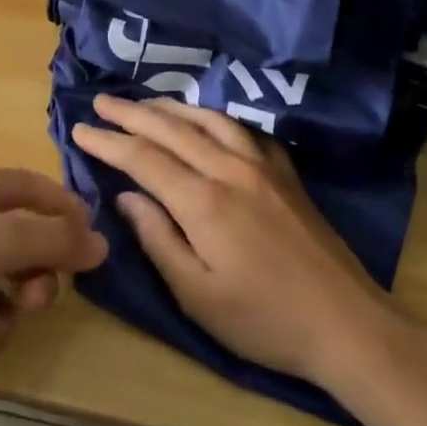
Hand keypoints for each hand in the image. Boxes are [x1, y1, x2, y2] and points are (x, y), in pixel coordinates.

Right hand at [71, 95, 395, 385]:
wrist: (347, 324)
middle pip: (171, 129)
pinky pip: (244, 130)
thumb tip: (126, 197)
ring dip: (171, 108)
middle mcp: (230, 170)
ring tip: (145, 104)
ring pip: (209, 120)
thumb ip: (157, 239)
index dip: (107, 142)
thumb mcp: (197, 295)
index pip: (142, 158)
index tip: (79, 130)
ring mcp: (263, 167)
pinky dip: (216, 118)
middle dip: (131, 113)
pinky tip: (208, 121)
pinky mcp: (286, 174)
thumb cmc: (264, 321)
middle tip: (101, 102)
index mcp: (203, 201)